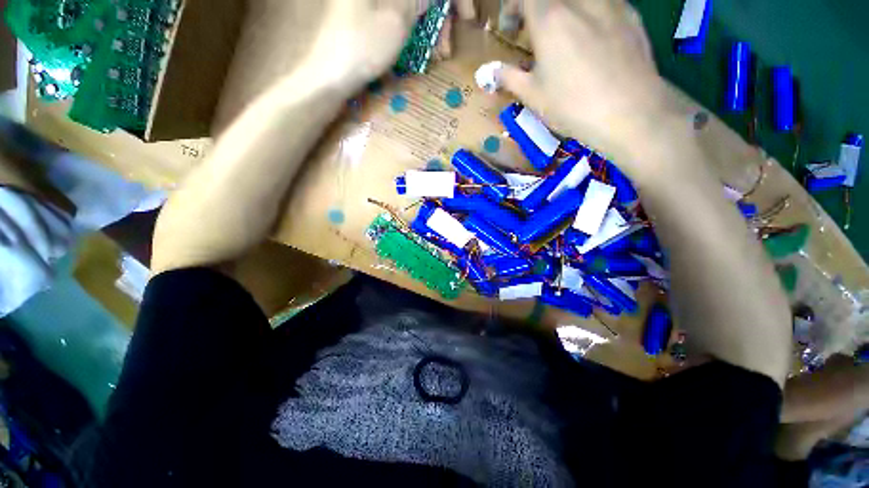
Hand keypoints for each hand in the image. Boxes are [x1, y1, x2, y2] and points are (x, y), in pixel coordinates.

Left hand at [305, 0, 476, 88]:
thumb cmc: (361, 46)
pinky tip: (421, 45)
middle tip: (447, 43)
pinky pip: (401, 11)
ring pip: (412, 3)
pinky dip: (415, 25)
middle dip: (441, 12)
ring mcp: (373, 1)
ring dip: (430, 22)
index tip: (467, 17)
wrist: (328, 74)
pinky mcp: (369, 11)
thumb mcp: (397, 18)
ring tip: (437, 52)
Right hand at [495, 0, 669, 177]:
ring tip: (564, 36)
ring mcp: (610, 2)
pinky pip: (603, 3)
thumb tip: (488, 72)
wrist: (629, 111)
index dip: (513, 7)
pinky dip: (590, 14)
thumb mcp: (533, 95)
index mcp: (550, 17)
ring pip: (579, 0)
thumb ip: (508, 77)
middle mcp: (580, 0)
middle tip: (536, 32)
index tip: (511, 28)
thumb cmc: (572, 105)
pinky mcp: (631, 13)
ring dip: (565, 11)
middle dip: (537, 10)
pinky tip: (592, 40)